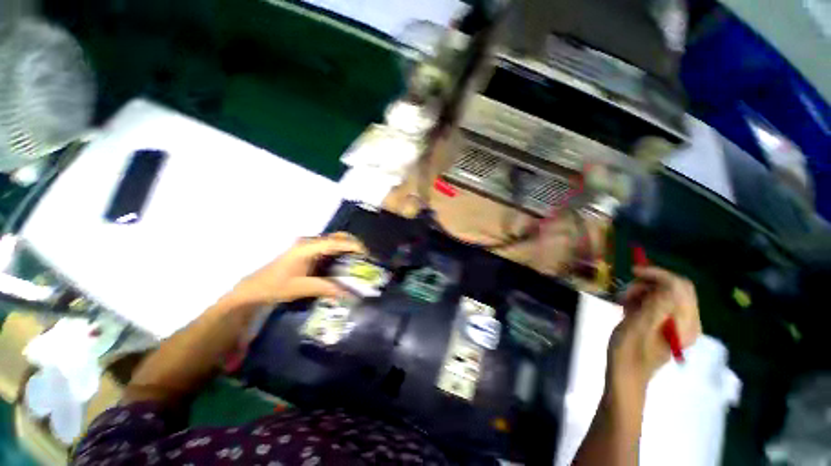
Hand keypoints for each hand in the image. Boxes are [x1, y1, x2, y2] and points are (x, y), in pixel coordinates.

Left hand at [231, 232, 366, 305]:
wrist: (254, 288)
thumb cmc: (275, 286)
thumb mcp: (301, 288)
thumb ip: (326, 288)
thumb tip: (350, 294)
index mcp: (307, 247)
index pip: (336, 242)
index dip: (354, 246)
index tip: (368, 255)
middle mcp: (310, 242)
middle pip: (338, 237)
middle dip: (354, 245)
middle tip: (365, 259)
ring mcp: (309, 246)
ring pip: (335, 241)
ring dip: (348, 249)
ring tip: (359, 262)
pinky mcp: (308, 252)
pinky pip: (330, 248)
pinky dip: (341, 253)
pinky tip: (345, 264)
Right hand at [607, 267, 700, 396]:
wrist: (625, 375)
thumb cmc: (628, 353)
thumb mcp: (638, 327)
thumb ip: (656, 306)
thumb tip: (667, 284)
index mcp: (685, 324)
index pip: (680, 287)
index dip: (658, 275)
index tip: (633, 272)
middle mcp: (688, 322)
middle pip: (674, 289)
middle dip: (648, 284)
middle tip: (624, 293)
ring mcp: (678, 324)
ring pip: (664, 294)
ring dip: (642, 292)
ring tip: (623, 302)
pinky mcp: (667, 326)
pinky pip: (658, 303)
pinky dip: (642, 300)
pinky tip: (628, 308)